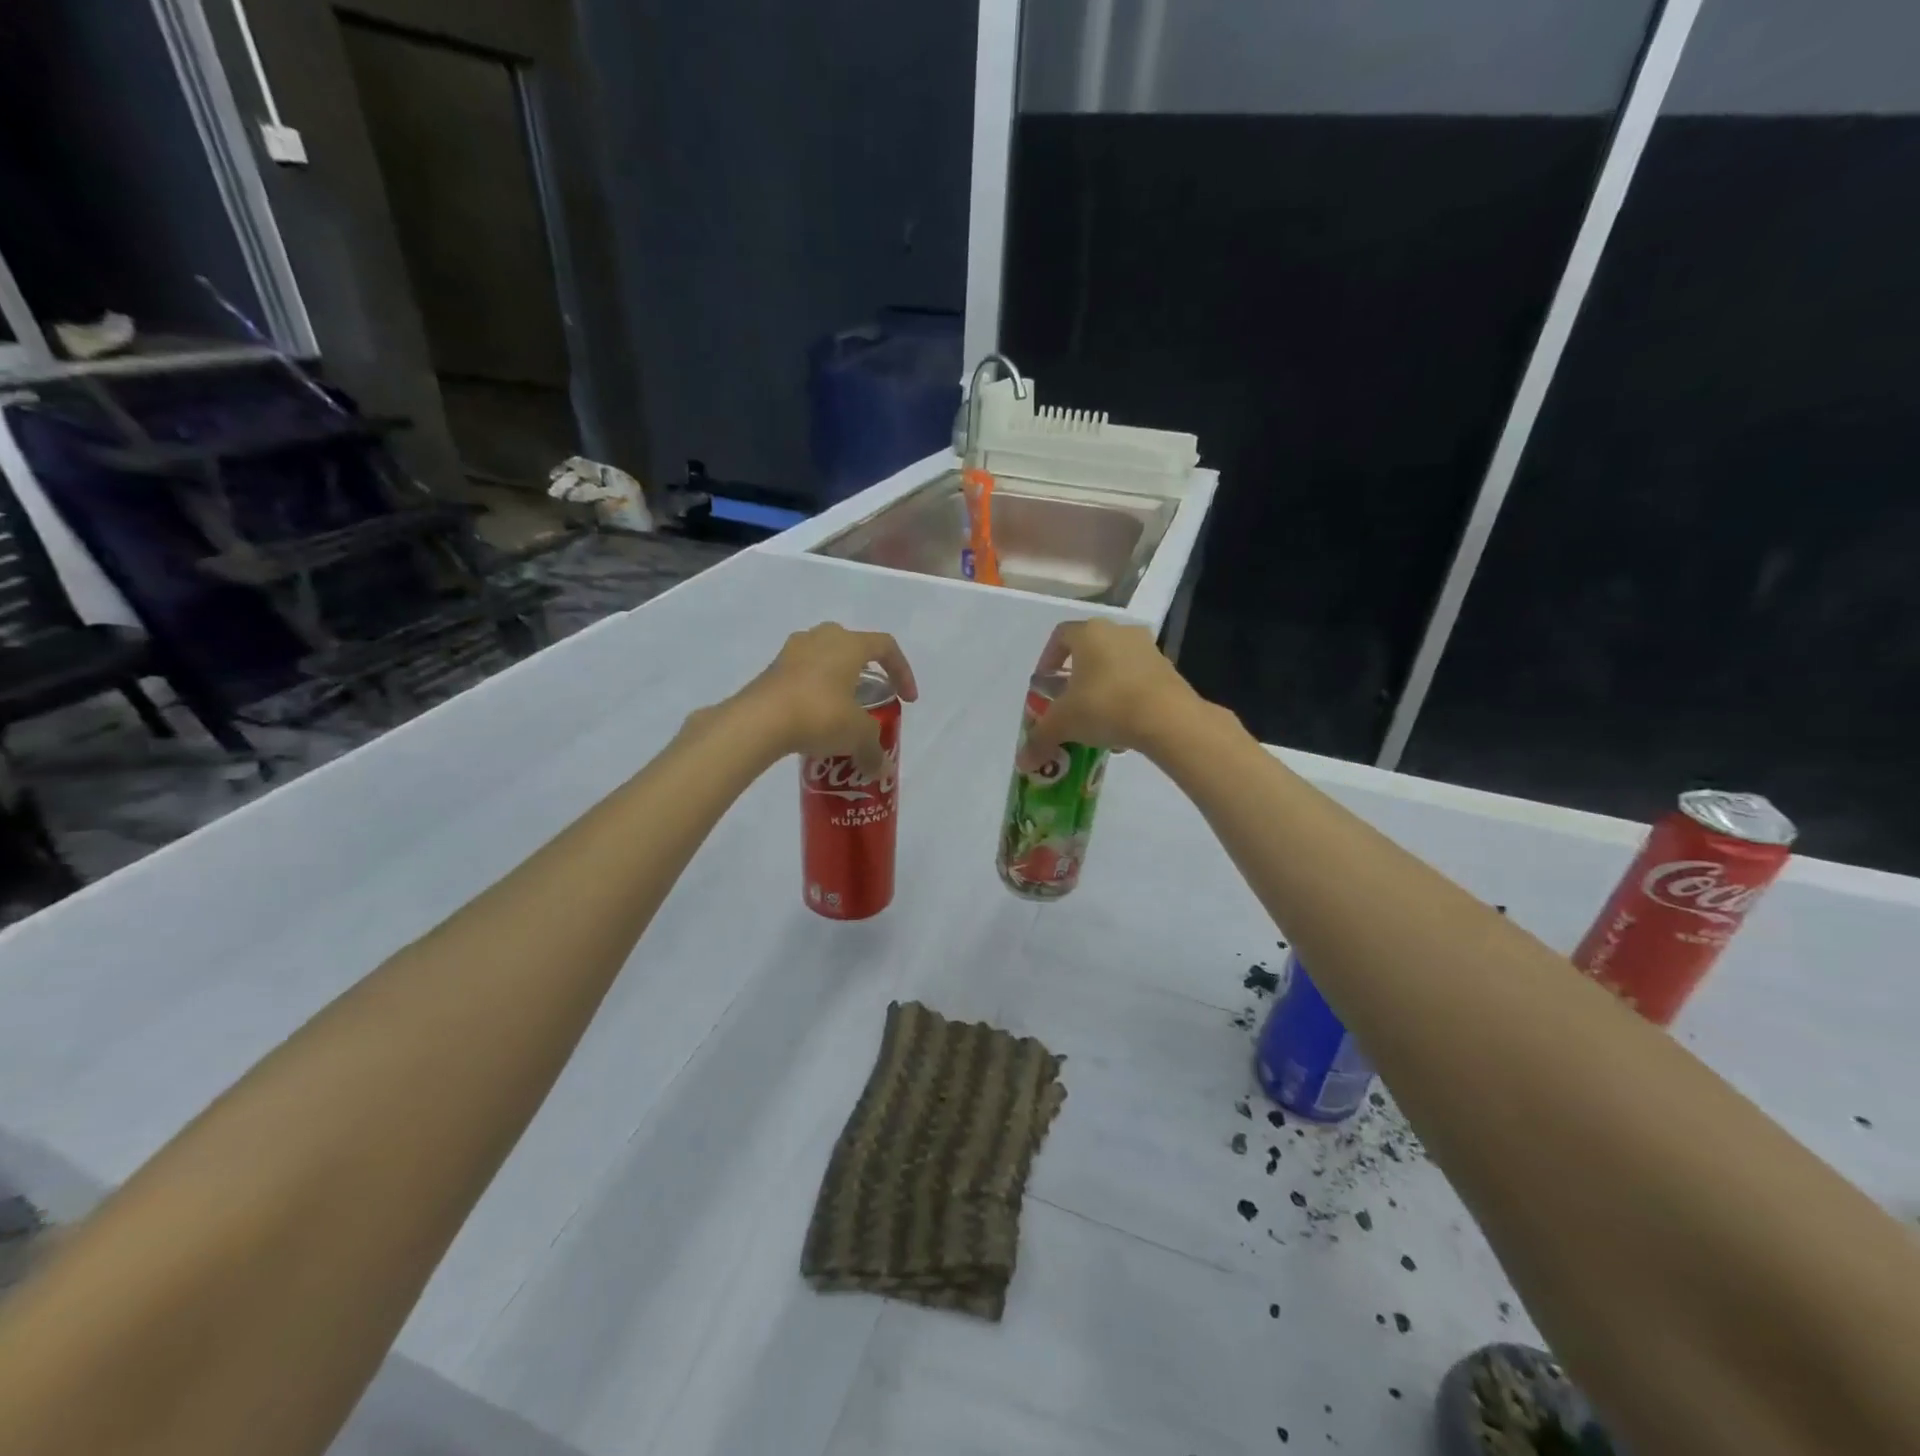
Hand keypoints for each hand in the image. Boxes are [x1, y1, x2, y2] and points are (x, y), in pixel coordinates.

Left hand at [739, 623, 917, 775]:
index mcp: (849, 644)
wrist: (759, 721)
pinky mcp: (771, 670)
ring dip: (836, 679)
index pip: (886, 646)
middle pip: (852, 646)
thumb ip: (873, 749)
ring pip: (823, 658)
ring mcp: (791, 651)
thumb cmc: (819, 714)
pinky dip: (812, 691)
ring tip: (840, 709)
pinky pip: (801, 674)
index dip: (902, 671)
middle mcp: (821, 637)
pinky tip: (812, 717)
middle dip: (865, 670)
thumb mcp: (856, 735)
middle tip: (869, 696)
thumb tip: (880, 769)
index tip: (907, 699)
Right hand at [1017, 618, 1202, 768]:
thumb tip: (1022, 762)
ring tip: (1095, 716)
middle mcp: (1119, 631)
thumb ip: (1040, 739)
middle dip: (1076, 674)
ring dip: (1103, 685)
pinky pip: (1138, 679)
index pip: (1060, 635)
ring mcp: (1148, 648)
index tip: (1044, 684)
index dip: (1048, 658)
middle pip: (1090, 649)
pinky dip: (1126, 696)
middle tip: (1068, 701)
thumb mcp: (1064, 724)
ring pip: (1116, 664)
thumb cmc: (1105, 706)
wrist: (1168, 718)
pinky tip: (1122, 724)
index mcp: (1089, 633)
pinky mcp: (1168, 669)